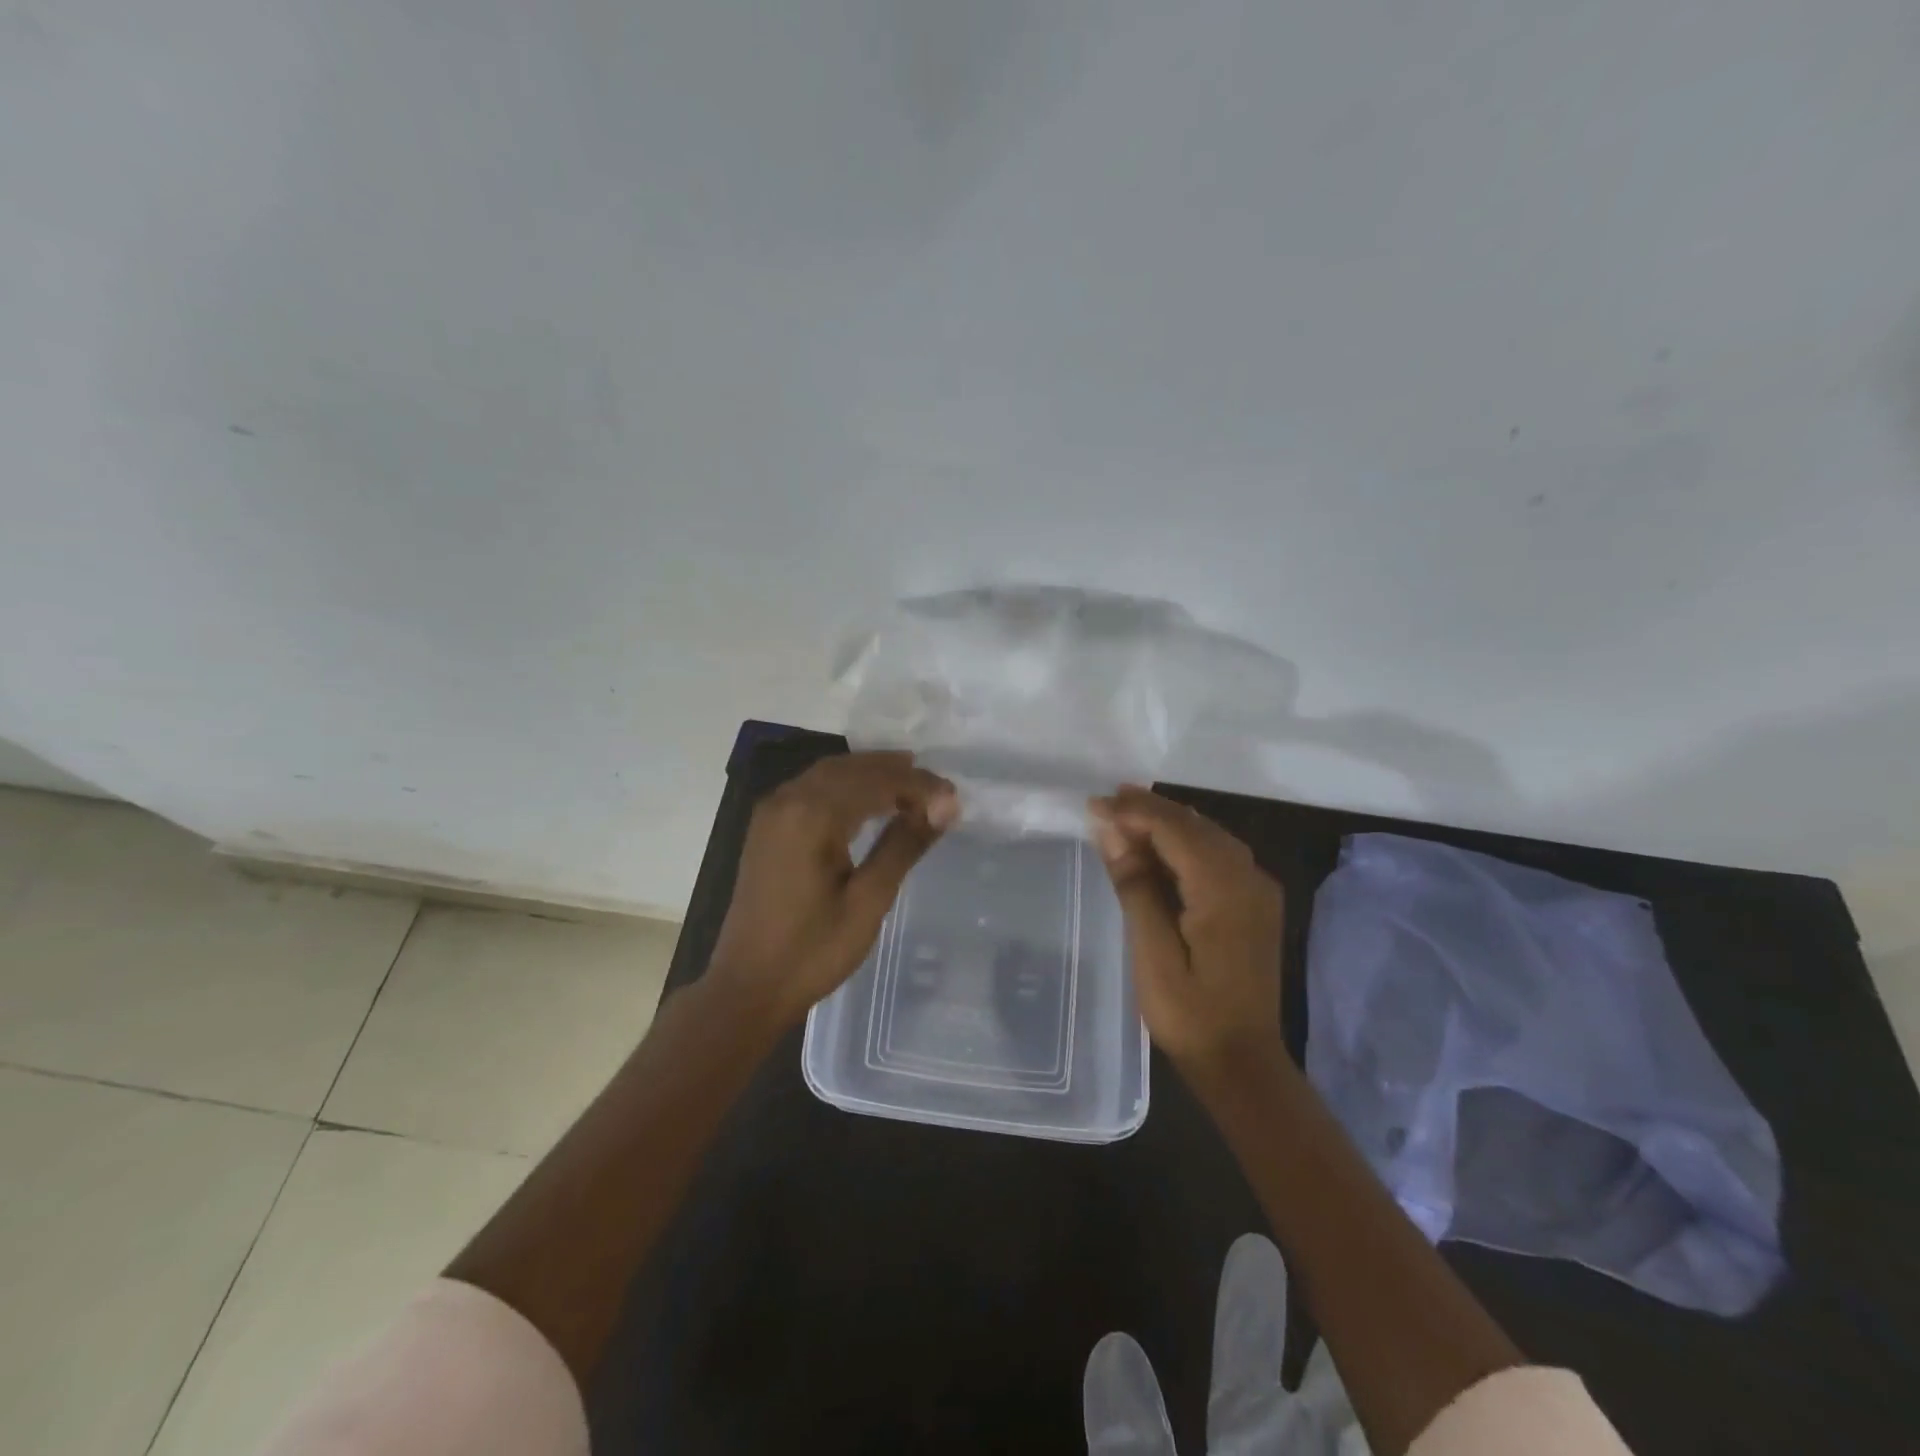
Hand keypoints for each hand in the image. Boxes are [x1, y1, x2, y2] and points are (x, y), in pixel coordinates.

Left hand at [708, 752, 956, 1029]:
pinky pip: (812, 789)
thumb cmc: (812, 950)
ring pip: (829, 774)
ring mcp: (772, 812)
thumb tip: (944, 806)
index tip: (954, 798)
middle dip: (896, 771)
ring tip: (912, 784)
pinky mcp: (767, 827)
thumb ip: (903, 845)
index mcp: (811, 815)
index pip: (876, 782)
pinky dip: (845, 786)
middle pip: (851, 768)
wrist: (747, 987)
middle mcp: (788, 800)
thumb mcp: (868, 900)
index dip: (919, 785)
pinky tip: (868, 801)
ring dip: (871, 774)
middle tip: (938, 787)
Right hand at [1089, 786, 1284, 1076]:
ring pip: (1208, 836)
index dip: (1133, 812)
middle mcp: (1249, 878)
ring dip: (1167, 823)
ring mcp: (1257, 890)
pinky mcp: (1255, 904)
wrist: (1242, 1063)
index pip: (1175, 829)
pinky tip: (1158, 847)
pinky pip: (1218, 856)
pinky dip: (1184, 844)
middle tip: (1105, 803)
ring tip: (1124, 815)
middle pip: (1195, 825)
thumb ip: (1135, 885)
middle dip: (1149, 810)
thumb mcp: (1152, 952)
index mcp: (1224, 888)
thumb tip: (1111, 831)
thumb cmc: (1190, 1013)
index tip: (1093, 805)